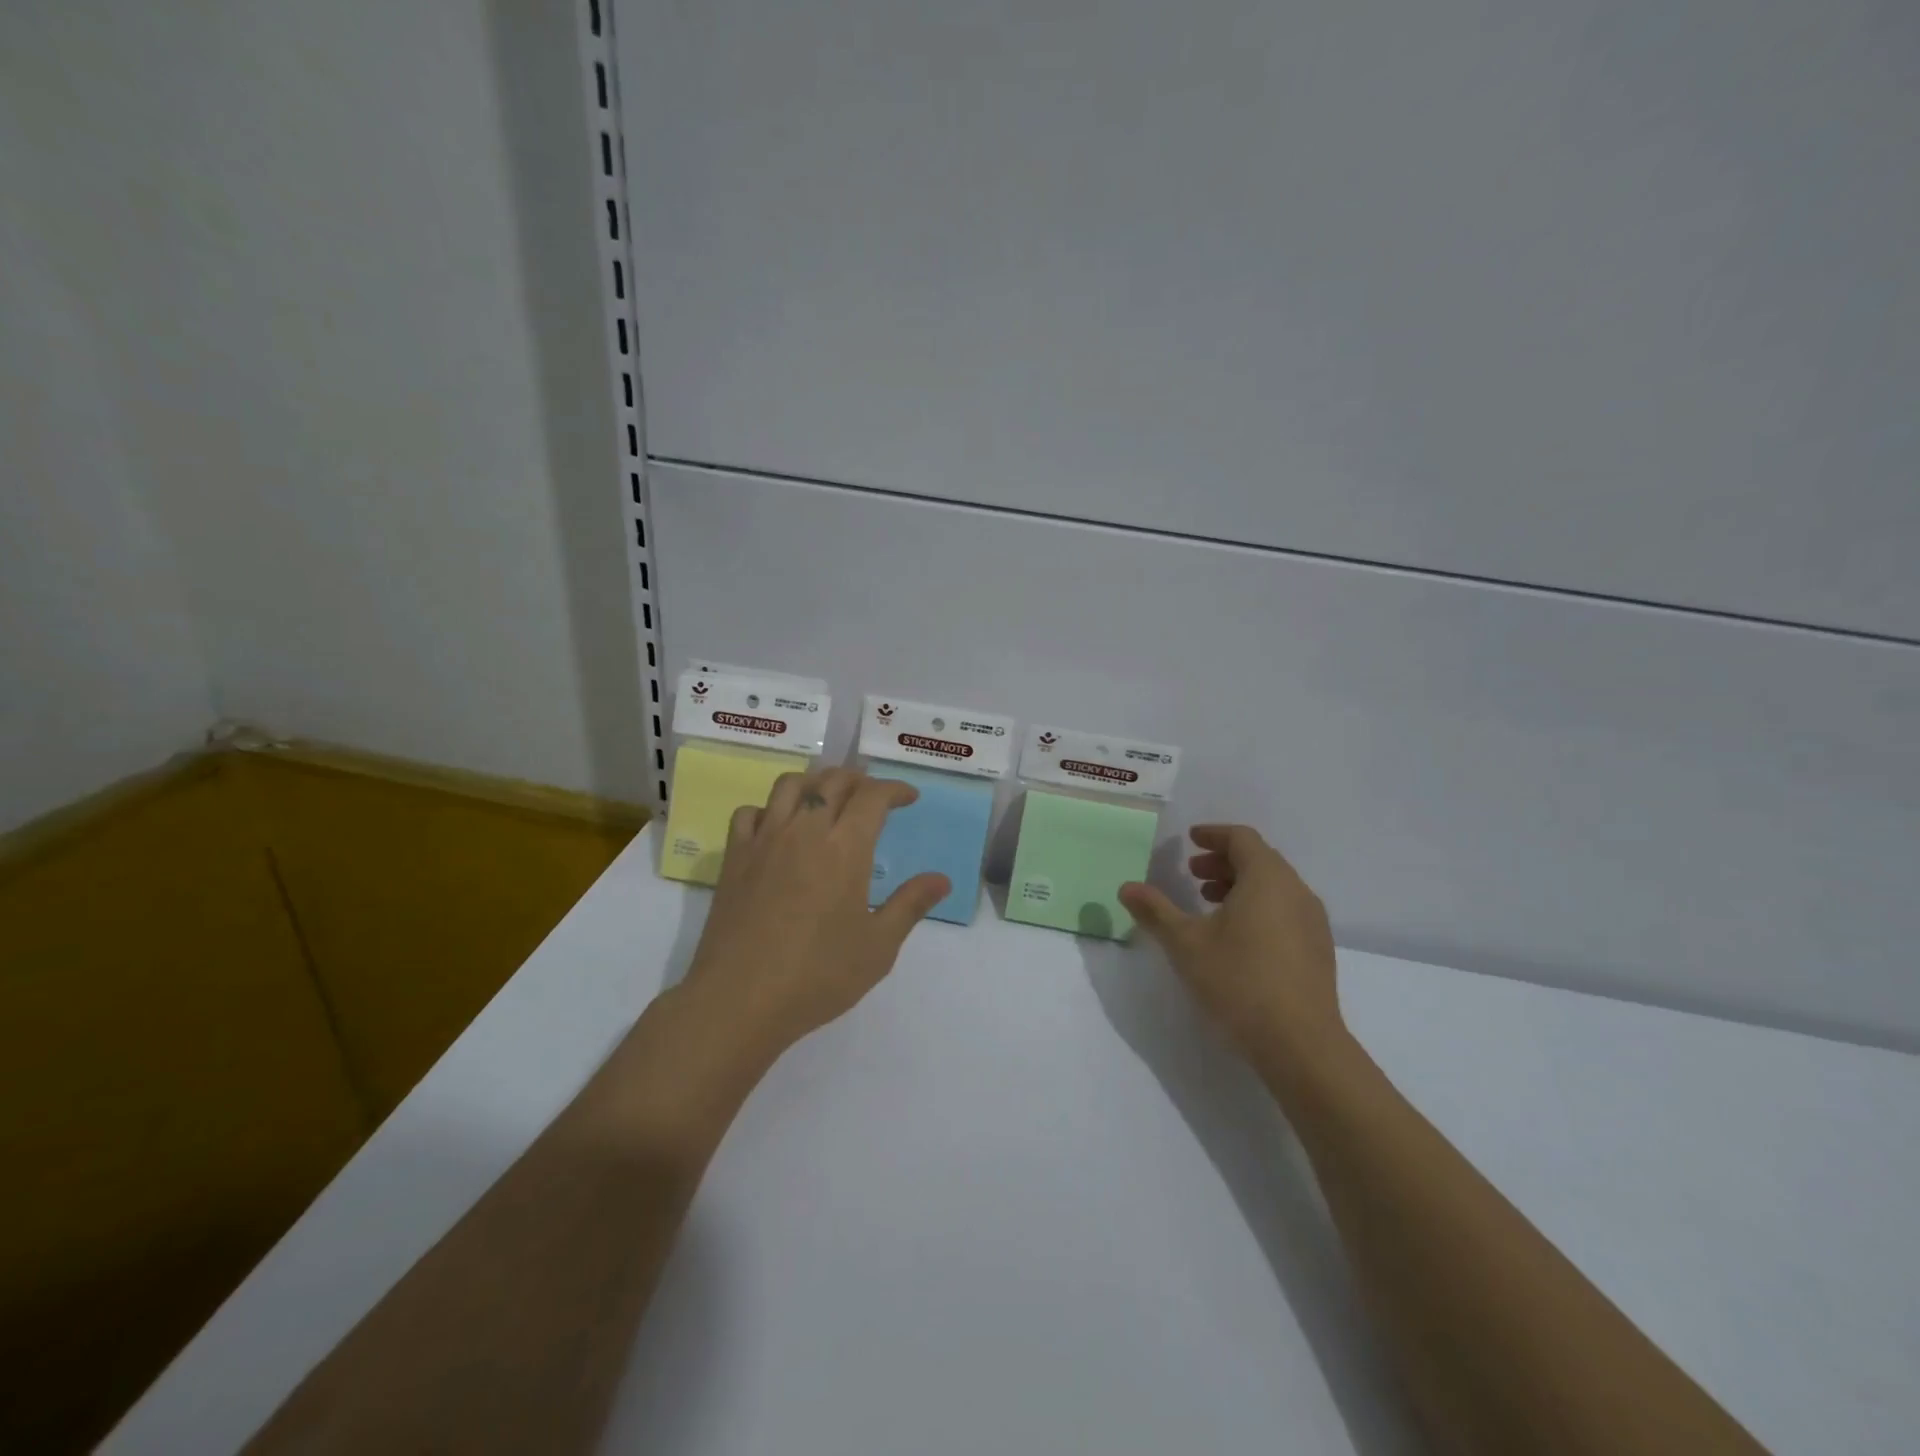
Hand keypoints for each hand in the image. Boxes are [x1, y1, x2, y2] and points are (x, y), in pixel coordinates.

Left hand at [681, 767, 949, 1058]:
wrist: (740, 999)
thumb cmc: (817, 975)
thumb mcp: (878, 947)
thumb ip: (910, 905)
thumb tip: (942, 879)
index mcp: (845, 848)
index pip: (873, 796)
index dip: (895, 789)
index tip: (909, 797)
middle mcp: (805, 830)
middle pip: (833, 781)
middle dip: (859, 779)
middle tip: (873, 794)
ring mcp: (765, 840)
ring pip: (790, 784)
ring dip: (815, 781)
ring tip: (827, 797)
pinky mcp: (734, 857)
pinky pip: (750, 812)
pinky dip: (769, 808)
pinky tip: (778, 826)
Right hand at [1119, 825, 1342, 1061]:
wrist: (1301, 1045)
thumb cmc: (1239, 981)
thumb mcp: (1185, 944)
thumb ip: (1155, 911)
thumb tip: (1127, 887)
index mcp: (1267, 878)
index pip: (1242, 838)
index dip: (1213, 834)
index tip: (1190, 840)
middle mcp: (1296, 891)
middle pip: (1260, 860)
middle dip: (1223, 861)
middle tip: (1192, 875)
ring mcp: (1313, 922)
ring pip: (1274, 887)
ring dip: (1240, 885)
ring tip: (1209, 905)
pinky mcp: (1317, 950)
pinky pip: (1285, 910)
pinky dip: (1258, 907)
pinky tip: (1236, 937)